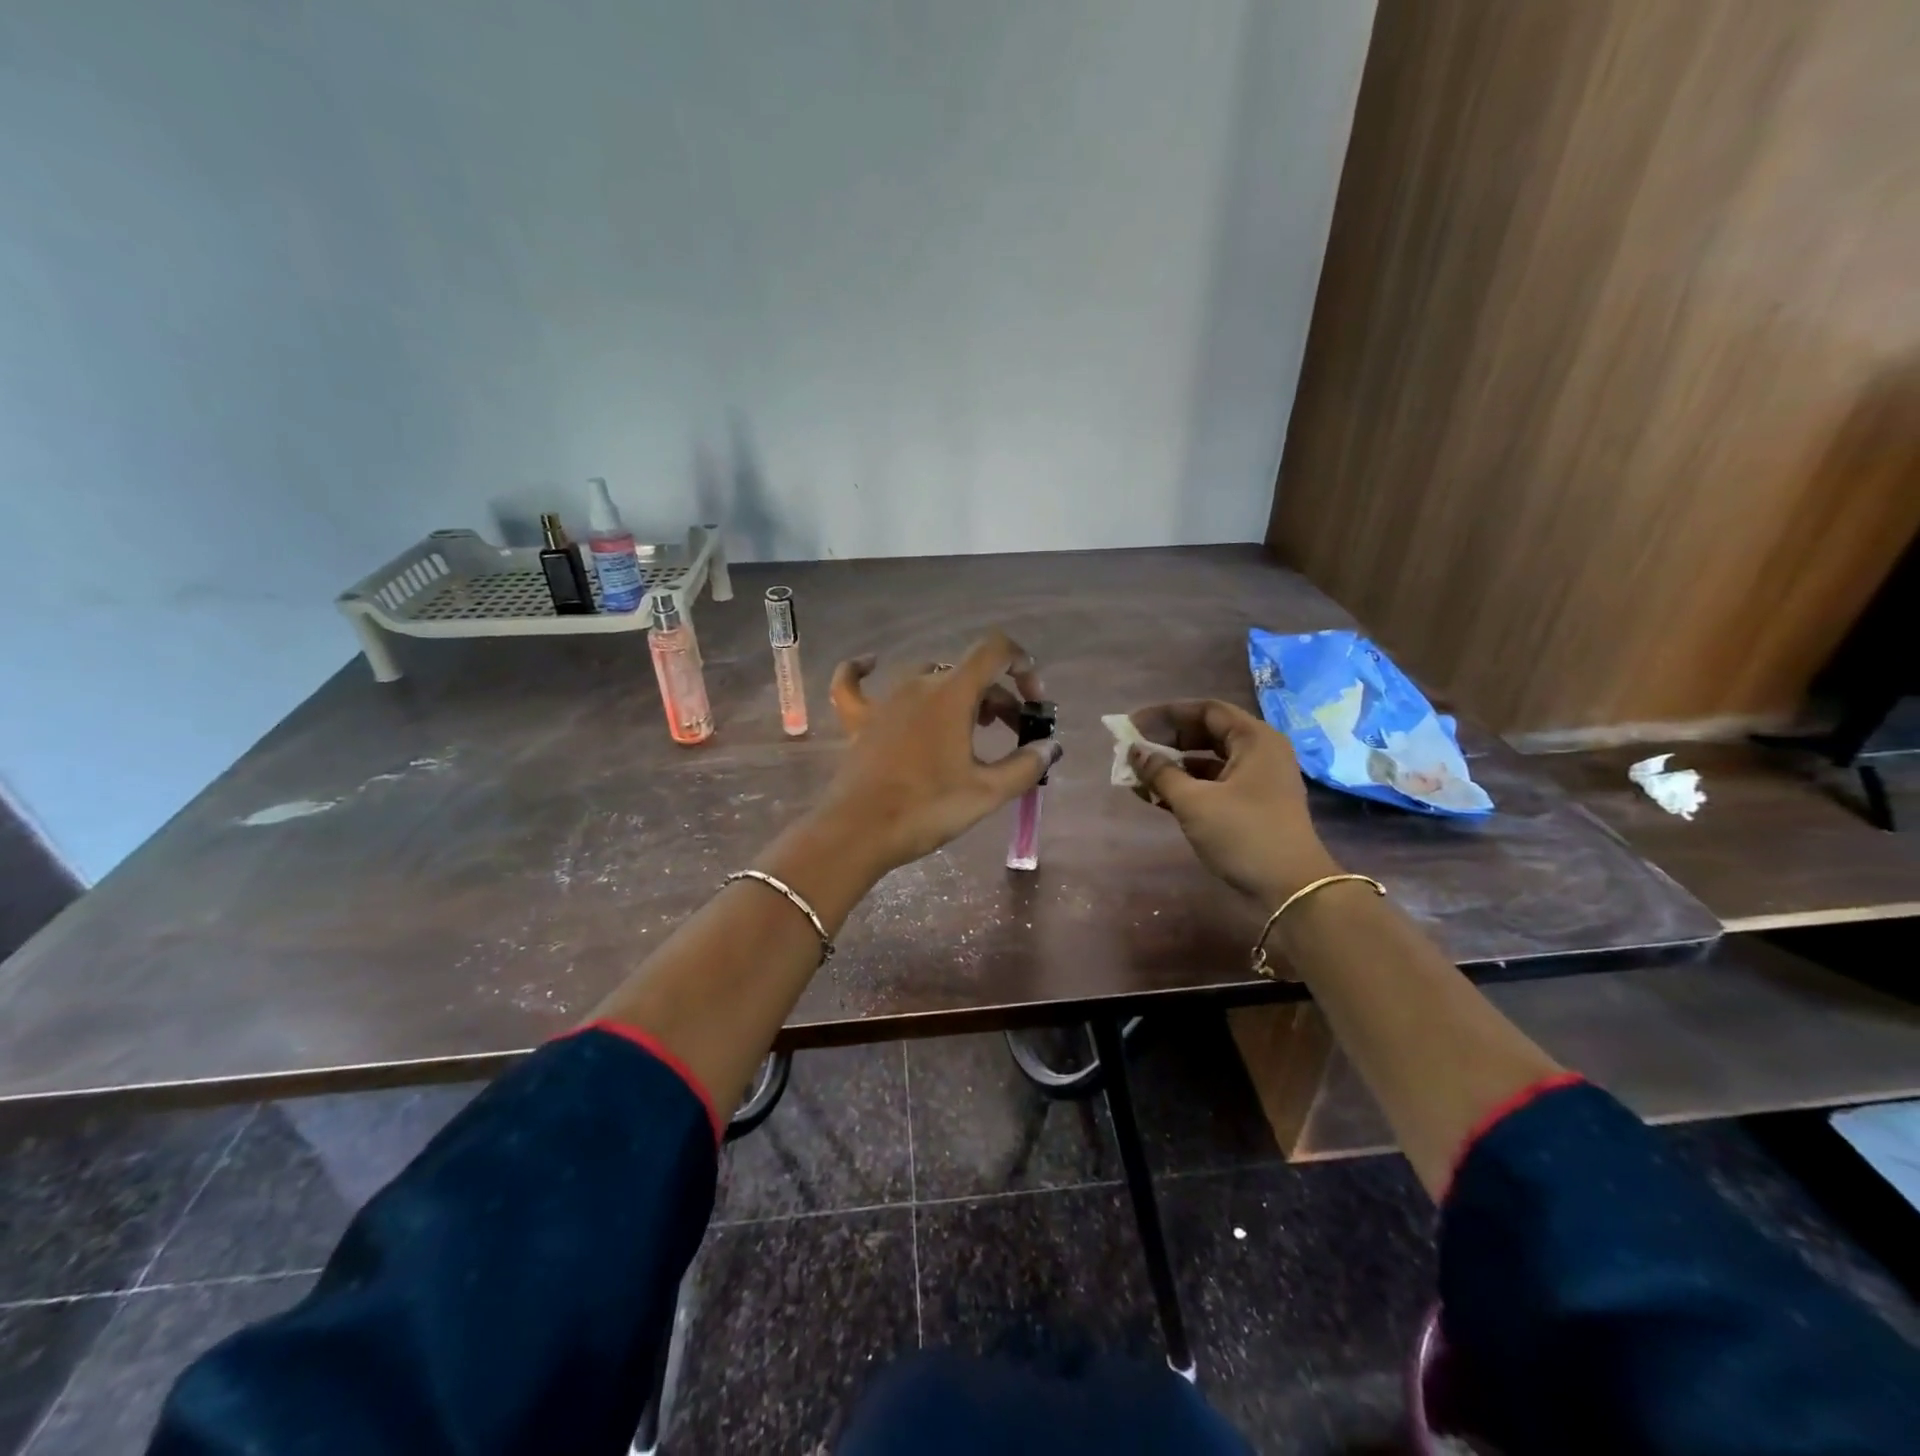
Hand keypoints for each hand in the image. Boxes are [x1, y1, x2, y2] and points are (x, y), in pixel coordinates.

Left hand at [816, 629, 1060, 874]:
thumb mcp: (986, 792)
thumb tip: (1049, 747)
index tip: (1034, 699)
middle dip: (998, 696)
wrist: (859, 832)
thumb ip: (1024, 765)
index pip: (994, 652)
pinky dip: (864, 671)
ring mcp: (884, 699)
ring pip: (929, 679)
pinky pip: (855, 684)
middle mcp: (918, 684)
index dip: (1021, 664)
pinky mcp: (859, 720)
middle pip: (967, 673)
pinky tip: (870, 663)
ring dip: (957, 694)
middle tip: (1013, 733)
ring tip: (970, 725)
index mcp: (952, 694)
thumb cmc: (927, 808)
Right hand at [1125, 699, 1338, 903]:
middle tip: (1132, 749)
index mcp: (1254, 739)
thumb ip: (1161, 773)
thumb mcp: (1194, 802)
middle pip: (1206, 733)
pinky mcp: (1251, 806)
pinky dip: (1185, 786)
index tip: (1133, 724)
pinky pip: (1213, 784)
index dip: (1166, 714)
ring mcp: (1257, 781)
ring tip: (1136, 774)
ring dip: (1172, 766)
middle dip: (1166, 740)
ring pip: (1207, 761)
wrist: (1291, 889)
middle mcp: (1259, 752)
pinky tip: (1155, 796)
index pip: (1206, 710)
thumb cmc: (1244, 834)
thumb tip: (1134, 752)